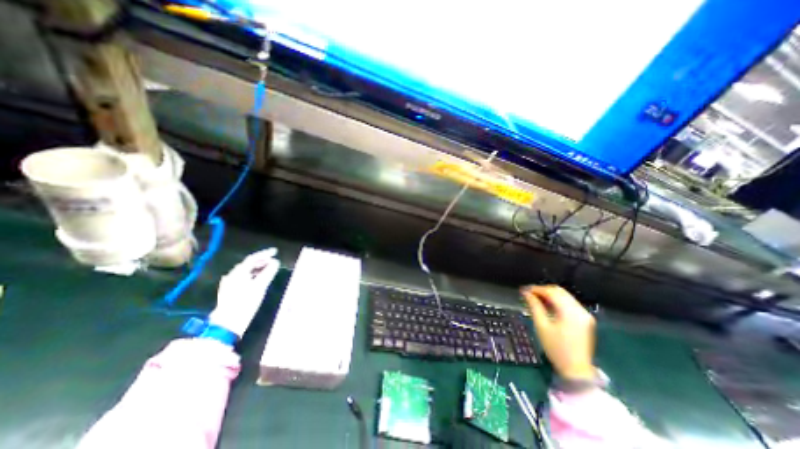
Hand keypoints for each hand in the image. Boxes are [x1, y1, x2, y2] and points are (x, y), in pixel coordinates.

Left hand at [208, 248, 279, 338]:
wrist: (228, 323)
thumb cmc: (245, 303)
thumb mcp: (260, 287)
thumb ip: (268, 272)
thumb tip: (275, 262)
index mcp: (238, 273)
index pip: (253, 258)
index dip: (265, 253)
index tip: (276, 251)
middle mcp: (232, 275)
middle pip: (248, 264)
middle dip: (262, 261)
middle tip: (274, 261)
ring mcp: (229, 283)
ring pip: (246, 271)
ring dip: (258, 268)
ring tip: (269, 269)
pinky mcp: (230, 291)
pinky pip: (243, 278)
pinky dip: (253, 275)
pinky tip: (258, 279)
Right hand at [522, 286, 595, 379]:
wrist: (576, 370)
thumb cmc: (556, 348)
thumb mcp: (541, 326)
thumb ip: (534, 306)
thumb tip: (526, 293)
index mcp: (570, 312)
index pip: (552, 292)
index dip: (536, 289)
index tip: (524, 290)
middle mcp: (580, 310)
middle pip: (559, 292)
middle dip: (543, 290)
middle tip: (529, 293)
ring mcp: (585, 315)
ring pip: (565, 296)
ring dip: (550, 295)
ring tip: (536, 299)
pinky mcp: (585, 320)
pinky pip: (570, 303)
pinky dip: (557, 301)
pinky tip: (547, 306)